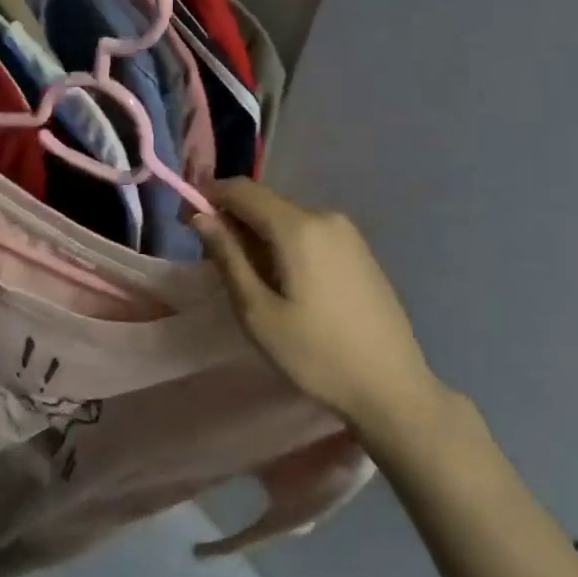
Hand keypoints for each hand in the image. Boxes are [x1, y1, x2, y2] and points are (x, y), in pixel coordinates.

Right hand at [194, 180, 458, 459]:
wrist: (391, 387)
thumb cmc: (315, 353)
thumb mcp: (257, 311)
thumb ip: (227, 256)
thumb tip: (200, 216)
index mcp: (299, 227)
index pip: (242, 189)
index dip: (208, 197)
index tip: (186, 224)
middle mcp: (326, 217)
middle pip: (265, 203)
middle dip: (233, 222)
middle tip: (215, 264)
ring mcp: (348, 234)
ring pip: (286, 220)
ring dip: (258, 237)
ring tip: (249, 282)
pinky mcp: (360, 252)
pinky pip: (309, 234)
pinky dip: (284, 246)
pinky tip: (284, 286)